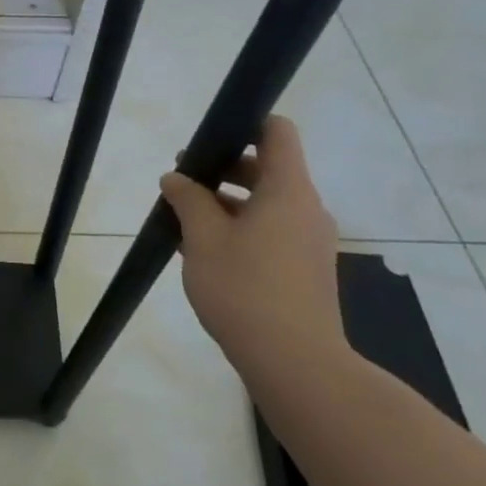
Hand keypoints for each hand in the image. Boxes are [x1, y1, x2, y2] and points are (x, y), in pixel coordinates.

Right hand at [157, 116, 345, 377]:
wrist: (295, 362)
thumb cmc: (245, 289)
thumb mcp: (203, 239)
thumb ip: (188, 200)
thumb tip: (176, 177)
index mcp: (287, 191)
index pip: (277, 132)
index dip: (244, 124)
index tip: (207, 139)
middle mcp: (306, 208)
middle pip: (267, 168)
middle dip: (222, 168)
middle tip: (180, 182)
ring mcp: (309, 240)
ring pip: (266, 203)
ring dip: (227, 203)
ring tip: (183, 219)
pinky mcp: (305, 268)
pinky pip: (271, 231)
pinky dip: (240, 228)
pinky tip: (203, 250)